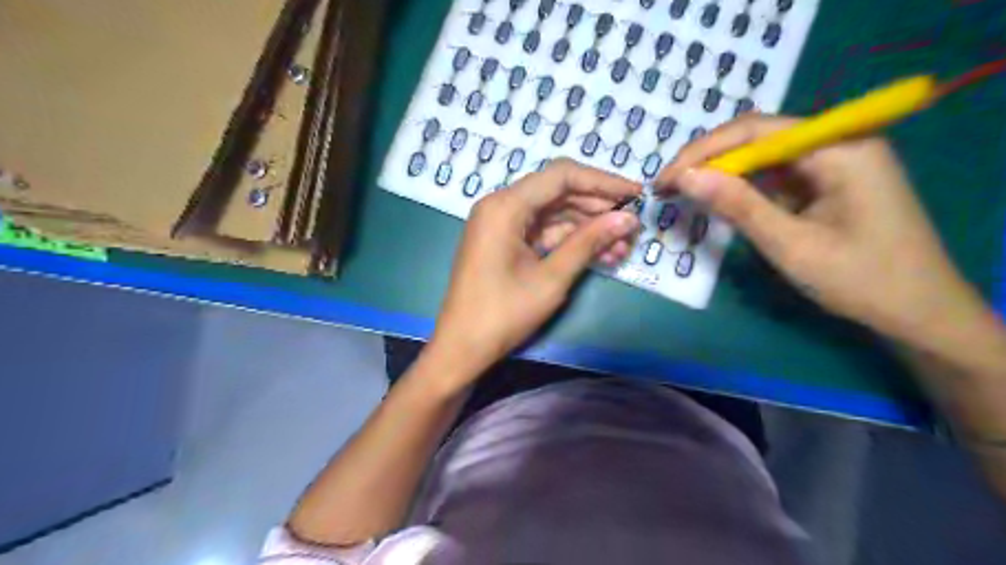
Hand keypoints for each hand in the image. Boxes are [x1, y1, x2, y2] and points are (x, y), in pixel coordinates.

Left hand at [428, 158, 639, 380]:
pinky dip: (570, 241)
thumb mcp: (551, 278)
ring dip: (588, 228)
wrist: (462, 348)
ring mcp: (502, 224)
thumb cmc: (503, 314)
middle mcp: (501, 206)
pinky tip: (600, 254)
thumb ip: (589, 242)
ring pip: (554, 214)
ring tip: (623, 246)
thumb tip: (628, 218)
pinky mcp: (505, 242)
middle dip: (598, 208)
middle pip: (558, 192)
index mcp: (505, 206)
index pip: (562, 176)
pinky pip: (543, 232)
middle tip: (632, 225)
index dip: (603, 182)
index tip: (636, 194)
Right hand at [663, 114, 986, 344]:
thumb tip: (684, 177)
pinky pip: (774, 177)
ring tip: (681, 192)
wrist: (918, 314)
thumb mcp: (791, 245)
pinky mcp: (825, 183)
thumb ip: (738, 205)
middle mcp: (836, 143)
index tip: (665, 178)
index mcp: (839, 147)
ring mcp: (831, 163)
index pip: (755, 130)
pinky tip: (716, 200)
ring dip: (721, 174)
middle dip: (708, 161)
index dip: (703, 151)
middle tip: (667, 186)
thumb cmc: (861, 280)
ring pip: (761, 157)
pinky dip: (741, 189)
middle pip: (757, 138)